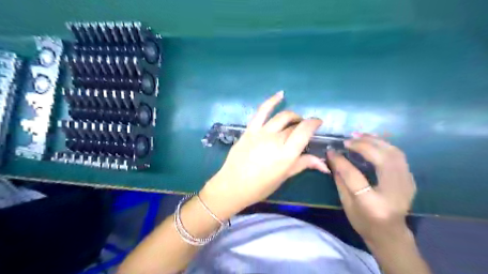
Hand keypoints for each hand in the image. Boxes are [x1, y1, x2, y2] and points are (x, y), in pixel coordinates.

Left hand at [200, 92, 329, 218]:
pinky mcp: (250, 129)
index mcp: (286, 154)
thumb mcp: (284, 176)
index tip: (318, 123)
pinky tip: (281, 94)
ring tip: (295, 119)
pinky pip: (262, 111)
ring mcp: (261, 132)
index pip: (304, 131)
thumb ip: (303, 164)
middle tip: (303, 131)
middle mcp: (275, 139)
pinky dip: (272, 101)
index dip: (314, 123)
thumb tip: (325, 165)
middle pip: (294, 125)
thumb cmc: (260, 186)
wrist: (233, 186)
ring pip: (282, 116)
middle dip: (302, 125)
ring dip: (292, 115)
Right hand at [325, 136, 416, 244]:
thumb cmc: (364, 222)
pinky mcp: (410, 180)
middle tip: (347, 141)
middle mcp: (394, 192)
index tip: (330, 151)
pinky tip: (371, 141)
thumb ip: (340, 180)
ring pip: (394, 153)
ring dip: (375, 141)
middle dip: (362, 146)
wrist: (391, 234)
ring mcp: (407, 185)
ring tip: (358, 135)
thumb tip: (332, 157)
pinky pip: (398, 156)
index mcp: (373, 203)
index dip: (341, 161)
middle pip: (381, 159)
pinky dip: (384, 145)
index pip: (354, 176)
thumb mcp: (346, 204)